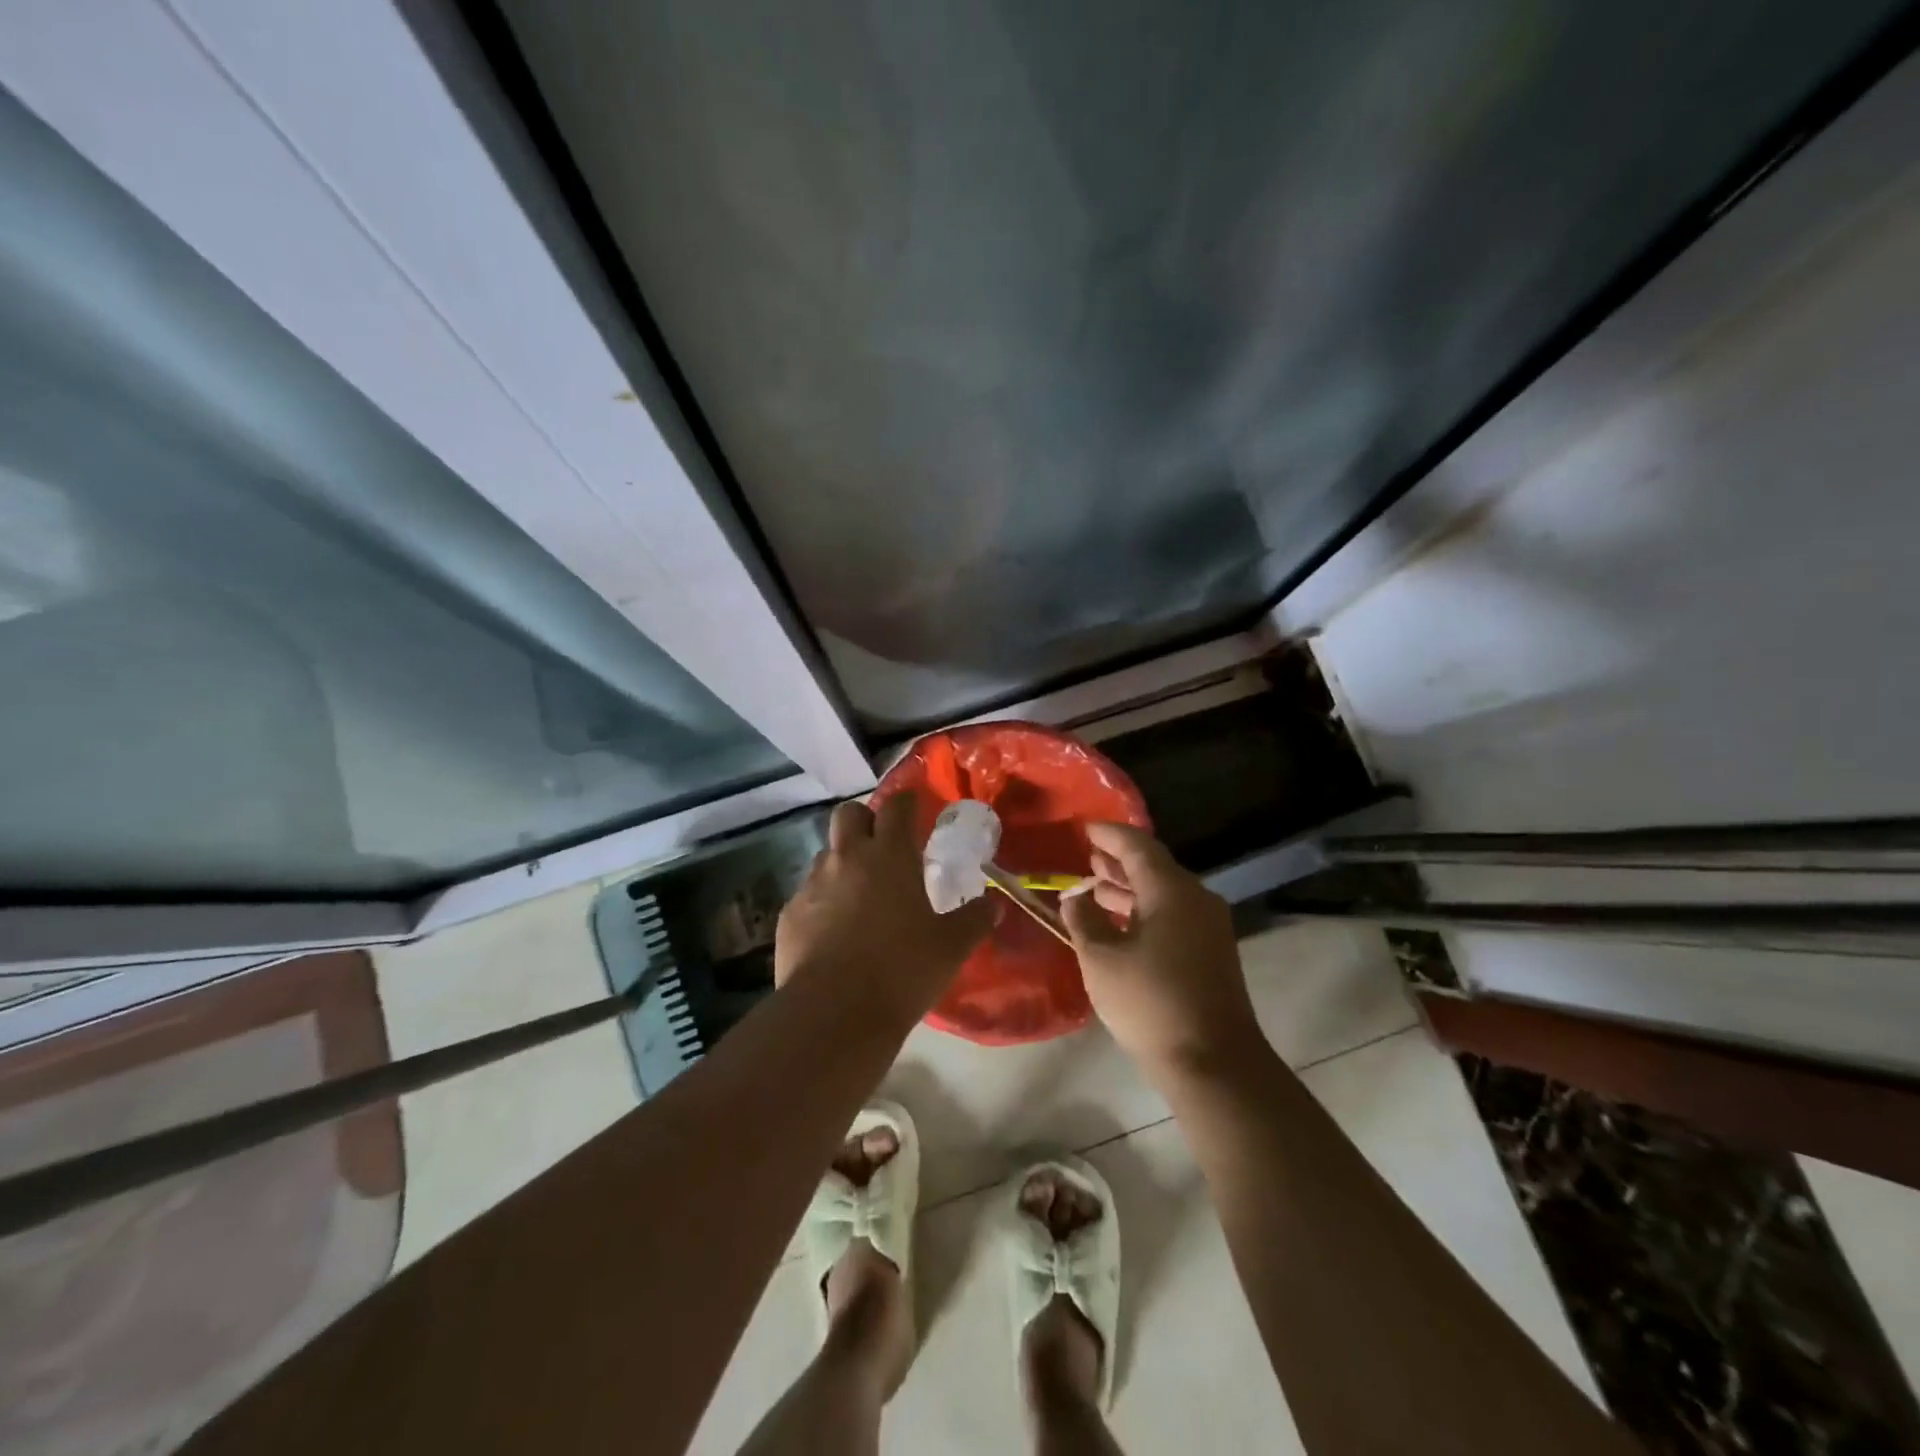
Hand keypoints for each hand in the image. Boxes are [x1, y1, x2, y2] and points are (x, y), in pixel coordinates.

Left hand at [775, 793, 993, 1018]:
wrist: (833, 1013)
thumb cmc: (902, 970)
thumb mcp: (951, 947)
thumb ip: (975, 920)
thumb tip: (994, 905)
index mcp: (890, 856)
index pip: (897, 806)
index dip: (907, 802)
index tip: (915, 808)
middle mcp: (847, 858)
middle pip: (848, 813)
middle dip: (865, 820)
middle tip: (882, 846)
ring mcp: (813, 884)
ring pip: (826, 853)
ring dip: (843, 861)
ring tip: (859, 893)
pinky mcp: (790, 913)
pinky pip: (808, 892)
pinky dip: (823, 900)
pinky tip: (834, 930)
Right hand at [1063, 822, 1260, 1076]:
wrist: (1213, 1062)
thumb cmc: (1150, 1003)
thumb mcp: (1102, 959)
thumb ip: (1083, 920)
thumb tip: (1075, 897)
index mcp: (1171, 890)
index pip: (1137, 845)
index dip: (1108, 834)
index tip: (1084, 827)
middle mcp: (1195, 898)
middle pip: (1153, 866)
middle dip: (1117, 861)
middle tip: (1086, 856)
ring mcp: (1208, 926)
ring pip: (1163, 892)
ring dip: (1129, 888)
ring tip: (1095, 886)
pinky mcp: (1211, 952)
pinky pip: (1173, 914)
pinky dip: (1143, 910)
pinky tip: (1119, 924)